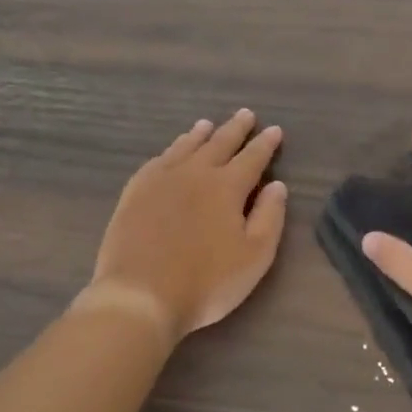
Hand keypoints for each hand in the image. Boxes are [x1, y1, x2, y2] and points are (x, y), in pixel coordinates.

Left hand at [87, 109, 288, 344]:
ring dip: (200, 135)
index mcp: (227, 187)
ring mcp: (160, 181)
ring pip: (185, 148)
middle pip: (219, 144)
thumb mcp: (255, 256)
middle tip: (245, 114)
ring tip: (207, 125)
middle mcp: (195, 173)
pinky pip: (156, 162)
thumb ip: (270, 217)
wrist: (140, 296)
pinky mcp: (134, 193)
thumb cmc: (206, 282)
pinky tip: (170, 153)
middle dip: (235, 129)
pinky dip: (170, 151)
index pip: (252, 158)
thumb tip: (277, 185)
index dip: (265, 144)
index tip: (274, 130)